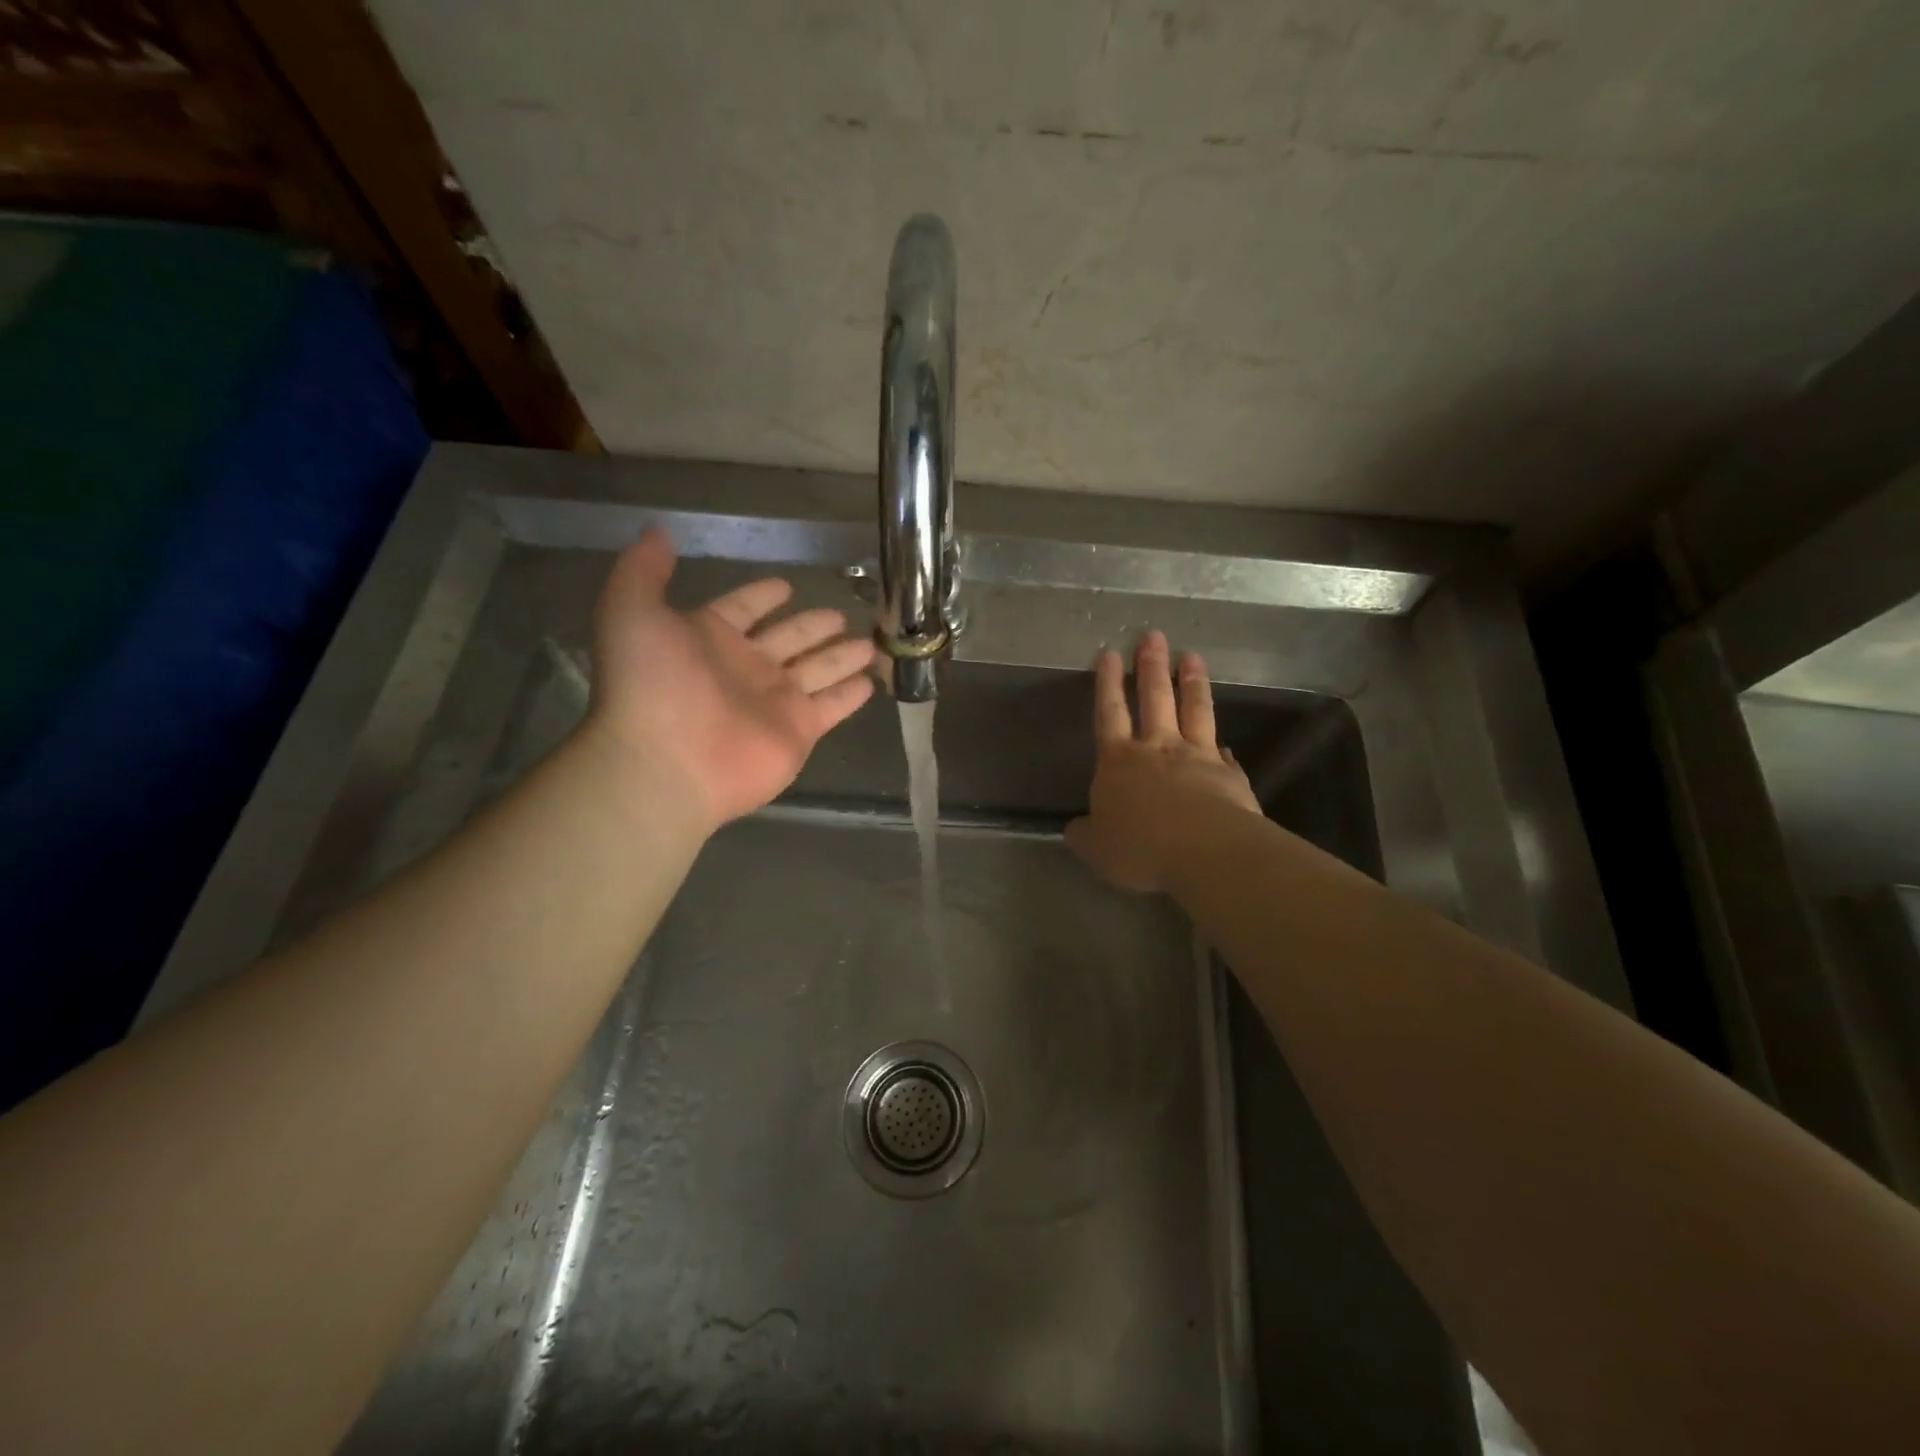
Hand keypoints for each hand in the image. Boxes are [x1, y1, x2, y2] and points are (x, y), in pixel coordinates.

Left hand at [584, 528, 875, 830]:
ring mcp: (776, 701)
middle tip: (840, 613)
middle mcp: (746, 667)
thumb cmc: (652, 685)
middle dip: (813, 626)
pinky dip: (852, 694)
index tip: (786, 585)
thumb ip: (643, 571)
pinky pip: (833, 705)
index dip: (761, 596)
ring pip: (818, 669)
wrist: (668, 762)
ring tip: (870, 642)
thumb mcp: (631, 613)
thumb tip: (655, 531)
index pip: (743, 609)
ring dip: (841, 656)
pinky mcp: (800, 730)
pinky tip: (872, 680)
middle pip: (789, 639)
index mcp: (709, 638)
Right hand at [1066, 630, 1260, 892]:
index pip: (1109, 712)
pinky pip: (1224, 754)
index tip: (1110, 653)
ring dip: (1192, 683)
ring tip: (1192, 657)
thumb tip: (1076, 828)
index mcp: (1118, 761)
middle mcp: (1157, 748)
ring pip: (1194, 711)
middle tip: (1154, 636)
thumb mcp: (1097, 848)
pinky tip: (1225, 741)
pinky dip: (1222, 746)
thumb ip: (1086, 834)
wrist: (1205, 851)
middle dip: (1151, 666)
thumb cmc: (1140, 847)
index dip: (1108, 683)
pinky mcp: (1228, 775)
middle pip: (1154, 698)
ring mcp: (1197, 757)